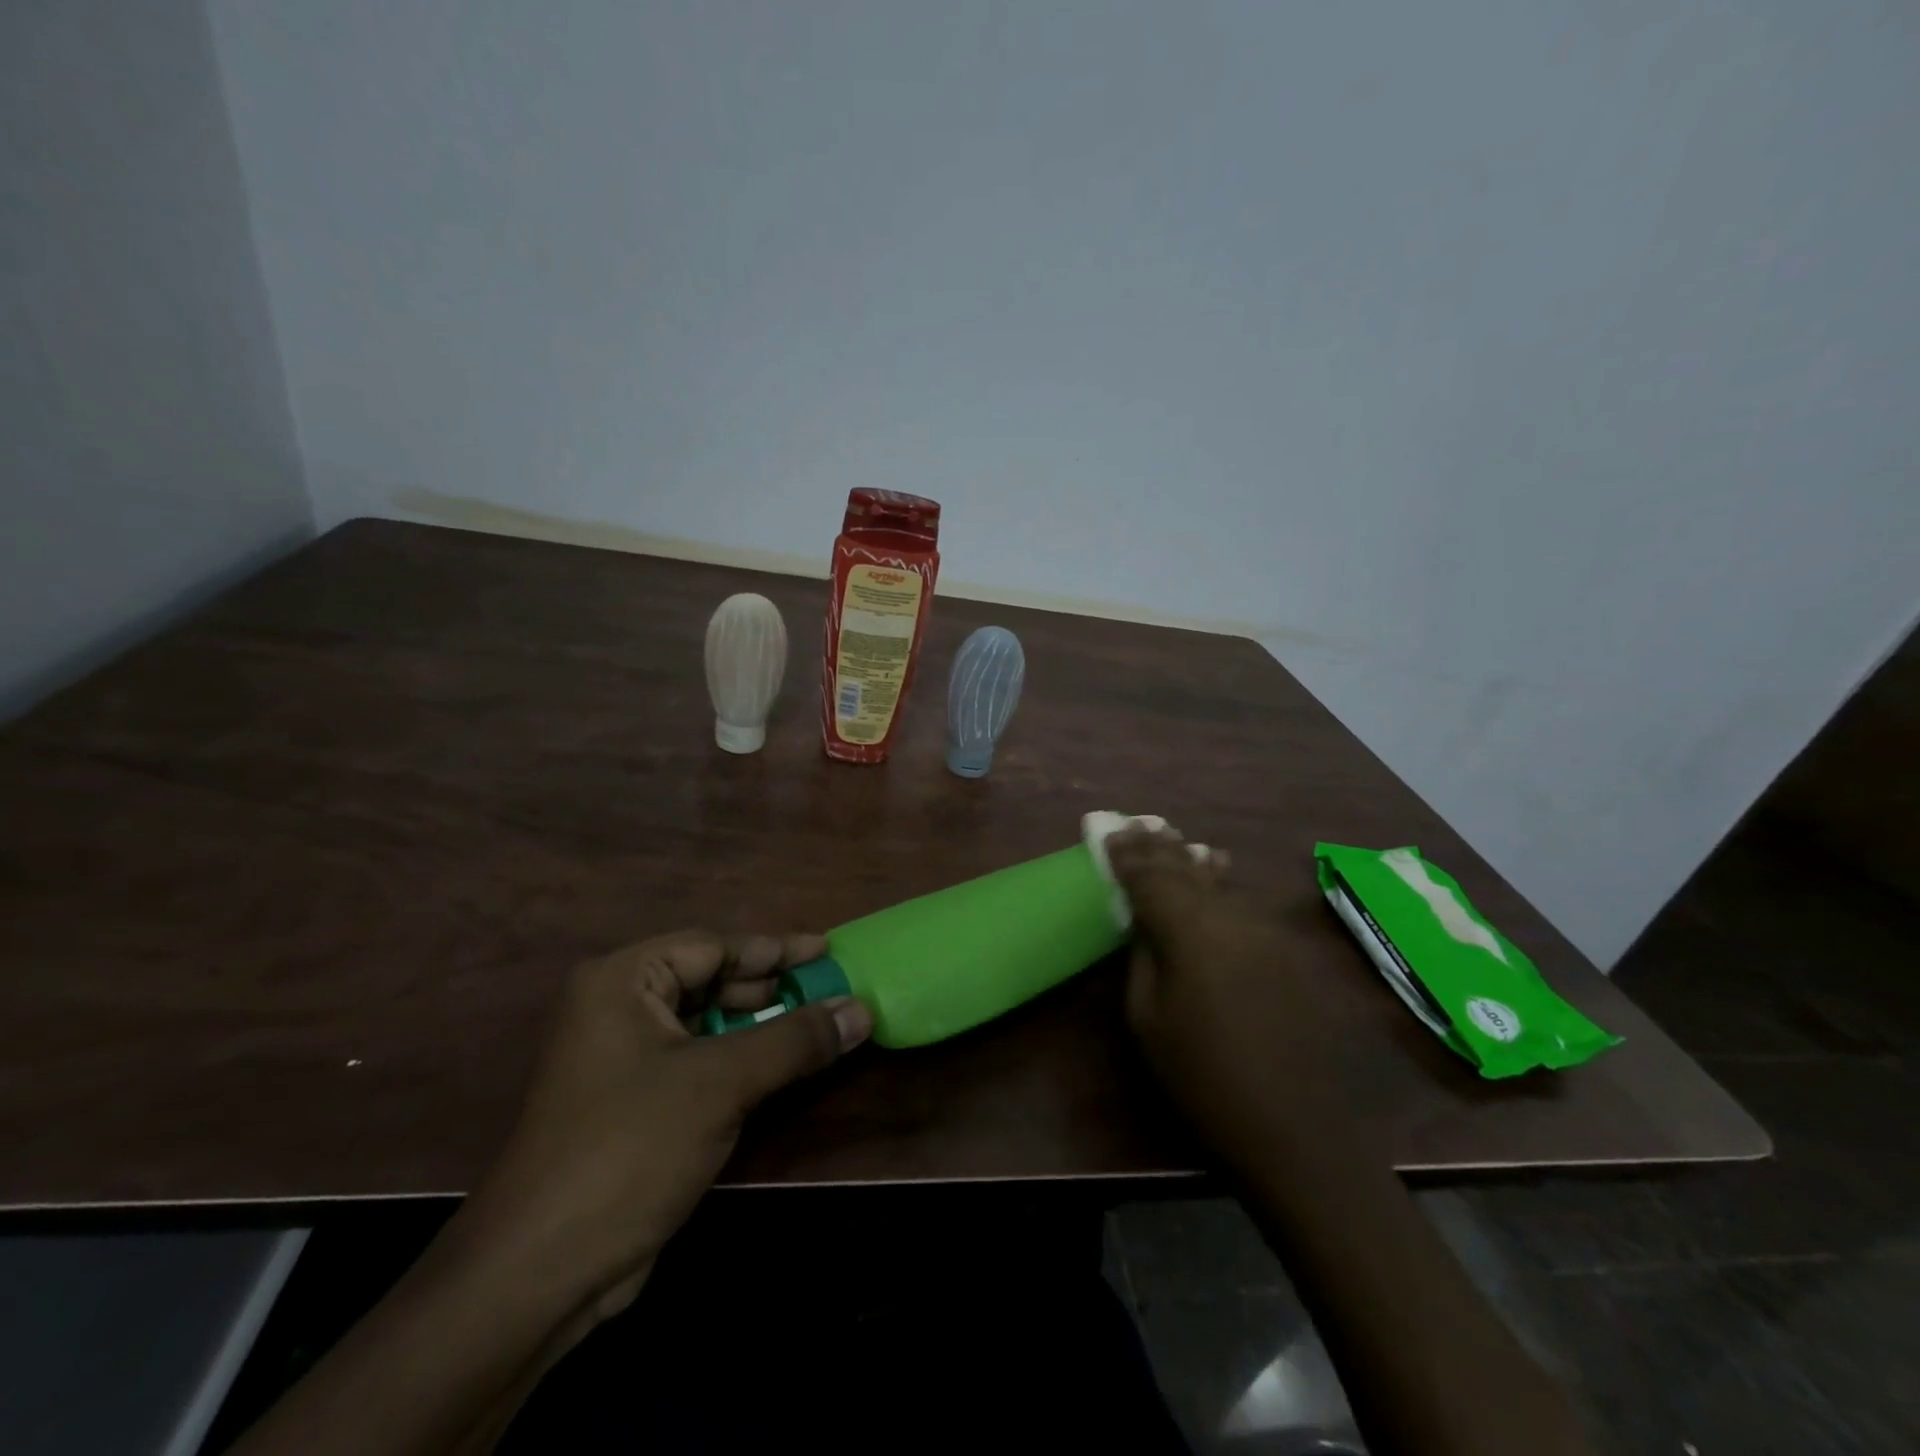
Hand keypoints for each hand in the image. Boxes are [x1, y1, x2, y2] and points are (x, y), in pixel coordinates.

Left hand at [446, 930, 870, 1332]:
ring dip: (760, 1024)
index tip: (827, 950)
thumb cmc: (629, 1149)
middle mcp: (617, 1008)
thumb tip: (861, 1008)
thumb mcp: (721, 1082)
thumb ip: (795, 1039)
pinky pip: (698, 1060)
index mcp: (622, 982)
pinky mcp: (633, 1102)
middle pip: (709, 979)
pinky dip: (740, 1058)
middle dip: (770, 987)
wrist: (541, 1274)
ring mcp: (622, 1058)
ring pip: (706, 1022)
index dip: (774, 948)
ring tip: (816, 1023)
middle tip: (829, 989)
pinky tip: (780, 1066)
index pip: (712, 946)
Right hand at [1106, 825, 1324, 1117]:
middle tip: (1136, 822)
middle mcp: (1228, 916)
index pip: (1149, 877)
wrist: (1294, 1125)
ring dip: (1188, 856)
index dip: (1126, 854)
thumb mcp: (1148, 1018)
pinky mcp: (1283, 948)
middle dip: (1157, 845)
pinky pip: (1240, 900)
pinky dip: (1219, 879)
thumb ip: (1143, 956)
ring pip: (1217, 879)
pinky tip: (1214, 867)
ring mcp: (1262, 929)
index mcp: (1189, 931)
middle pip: (1185, 868)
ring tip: (1170, 835)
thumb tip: (1143, 920)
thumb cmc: (1203, 1076)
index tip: (1107, 831)